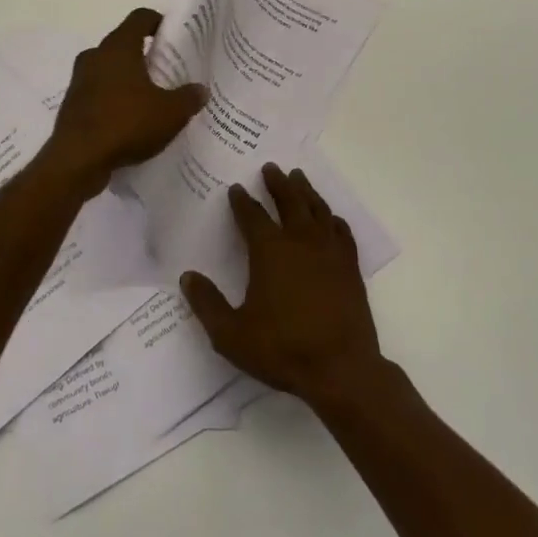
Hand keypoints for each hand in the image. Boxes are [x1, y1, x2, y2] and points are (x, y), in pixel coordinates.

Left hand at [45, 8, 206, 196]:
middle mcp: (95, 56)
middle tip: (168, 70)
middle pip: (124, 43)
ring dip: (128, 79)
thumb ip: (188, 98)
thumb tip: (201, 89)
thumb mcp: (170, 113)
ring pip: (109, 69)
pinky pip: (98, 93)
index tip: (174, 36)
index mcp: (118, 47)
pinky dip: (114, 100)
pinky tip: (131, 121)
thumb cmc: (126, 124)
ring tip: (152, 97)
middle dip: (145, 54)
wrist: (77, 161)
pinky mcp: (72, 105)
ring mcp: (79, 81)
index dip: (158, 21)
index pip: (140, 18)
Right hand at [182, 163, 386, 410]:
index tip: (236, 188)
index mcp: (270, 250)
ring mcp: (329, 251)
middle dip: (277, 182)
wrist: (341, 369)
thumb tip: (187, 277)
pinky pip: (342, 231)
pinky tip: (331, 217)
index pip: (252, 216)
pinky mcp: (350, 266)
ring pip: (317, 209)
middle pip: (289, 200)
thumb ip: (207, 304)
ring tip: (298, 177)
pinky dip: (334, 219)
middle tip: (271, 167)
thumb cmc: (283, 349)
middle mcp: (300, 240)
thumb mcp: (232, 334)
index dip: (242, 201)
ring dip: (305, 190)